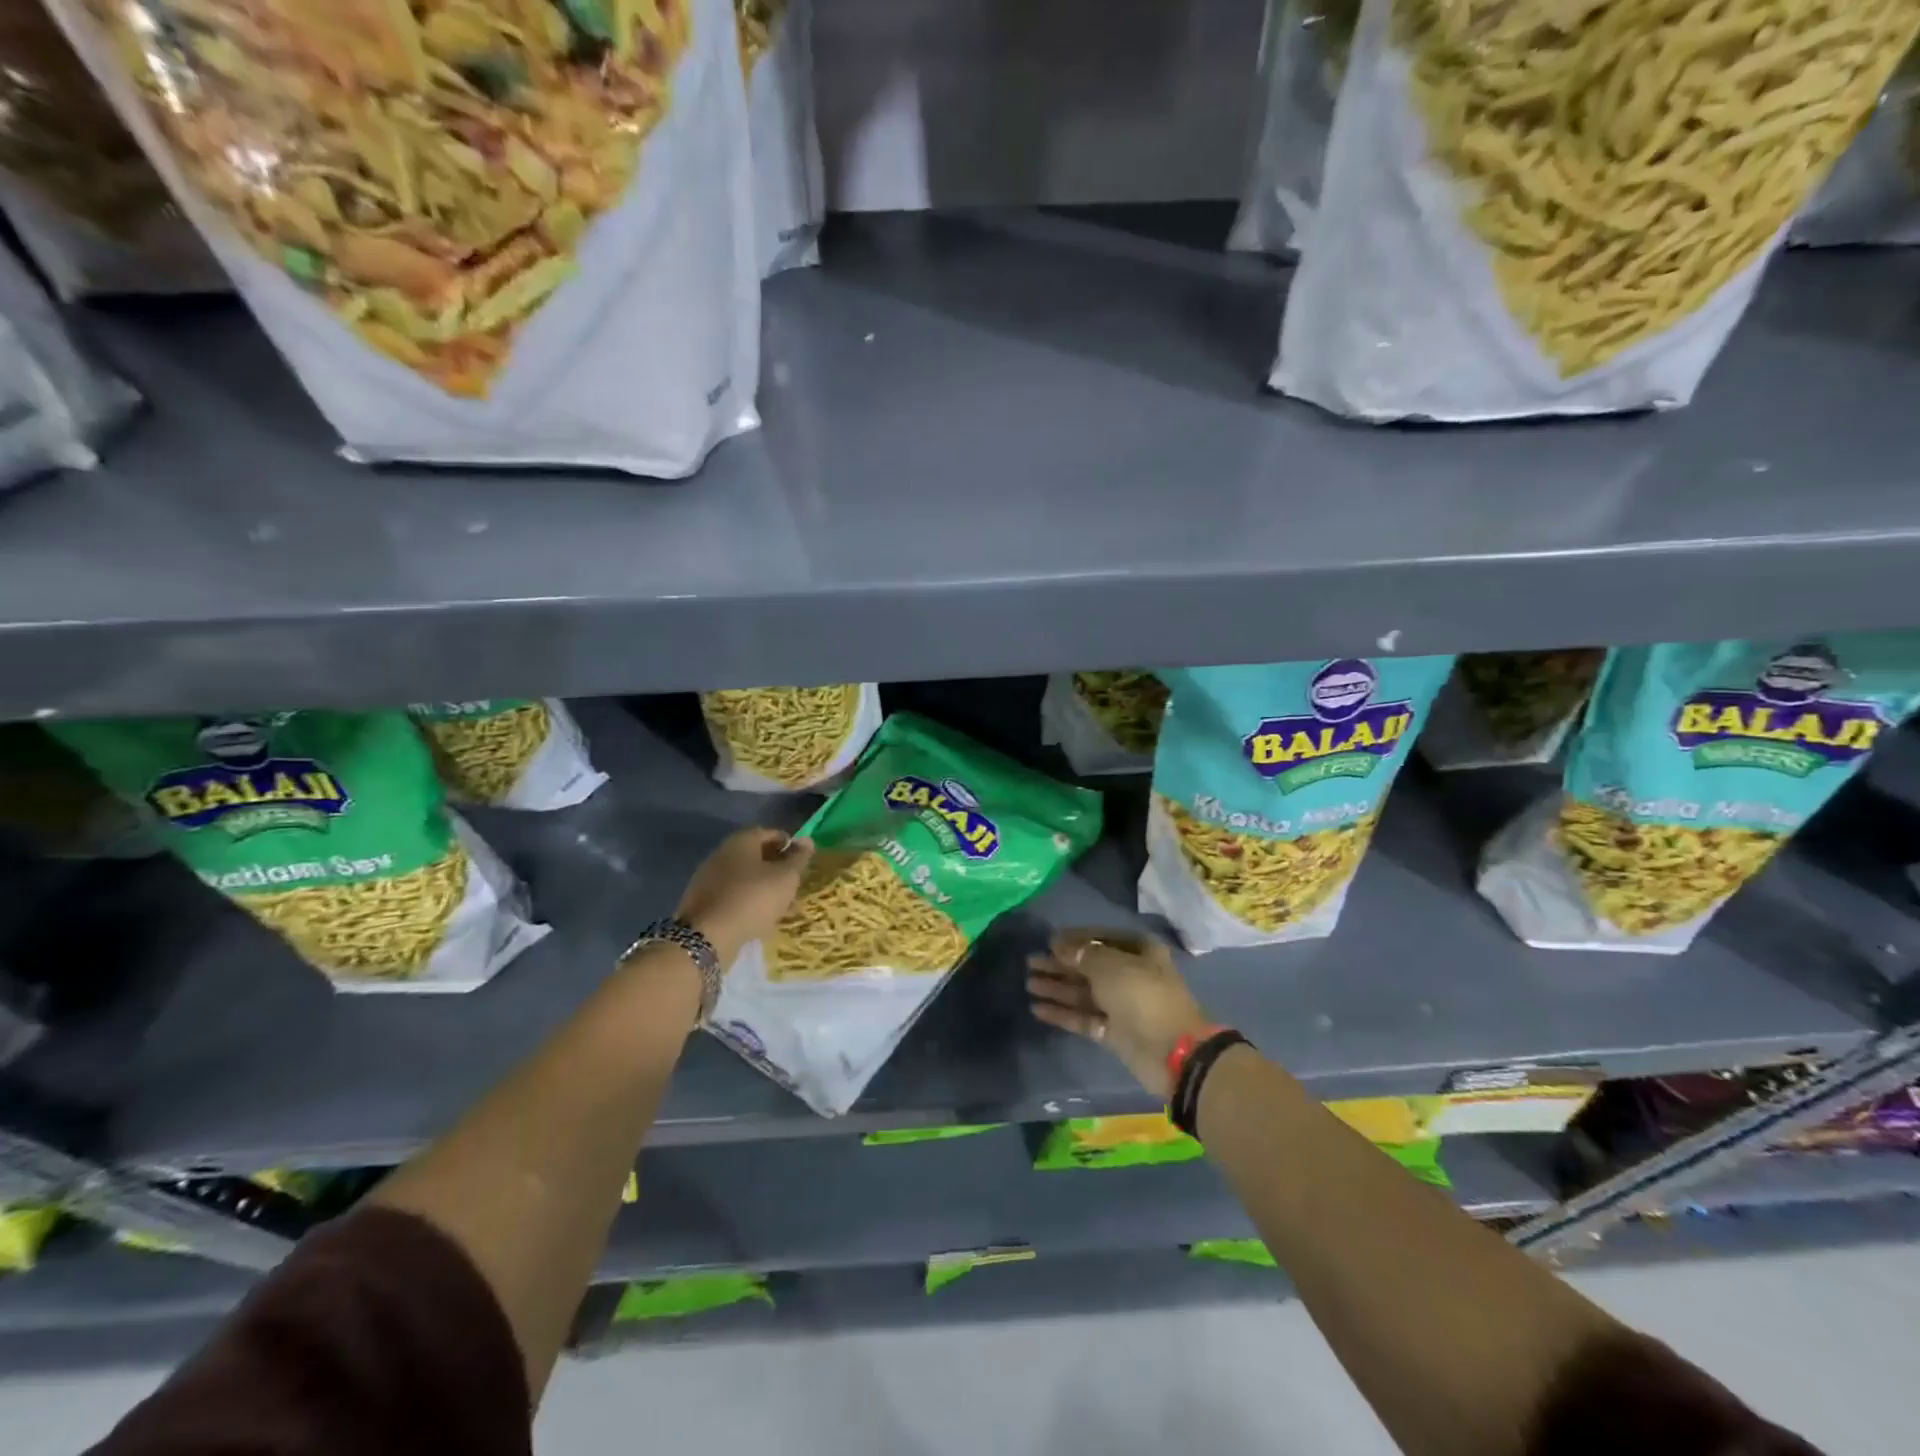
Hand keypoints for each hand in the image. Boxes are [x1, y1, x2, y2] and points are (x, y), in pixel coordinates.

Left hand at [675, 827, 813, 966]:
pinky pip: (733, 896)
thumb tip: (807, 840)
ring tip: (782, 908)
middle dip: (777, 869)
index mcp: (741, 841)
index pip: (771, 834)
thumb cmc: (753, 898)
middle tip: (793, 886)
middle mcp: (722, 853)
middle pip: (756, 856)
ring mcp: (709, 878)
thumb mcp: (786, 878)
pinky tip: (761, 920)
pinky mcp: (703, 902)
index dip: (790, 846)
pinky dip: (749, 903)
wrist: (708, 937)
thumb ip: (799, 858)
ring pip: (745, 879)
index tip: (802, 863)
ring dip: (764, 889)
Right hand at [1027, 930, 1210, 1098]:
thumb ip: (1082, 955)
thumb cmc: (1142, 996)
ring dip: (1057, 987)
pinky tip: (1037, 1009)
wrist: (1172, 1053)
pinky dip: (1063, 1013)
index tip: (1049, 941)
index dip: (1075, 939)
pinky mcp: (1113, 1032)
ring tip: (1029, 983)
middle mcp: (1130, 975)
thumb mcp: (1111, 966)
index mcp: (1138, 952)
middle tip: (1031, 962)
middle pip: (1089, 966)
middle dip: (1060, 964)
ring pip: (1083, 992)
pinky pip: (1083, 1017)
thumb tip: (1060, 946)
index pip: (1102, 938)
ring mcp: (1122, 1005)